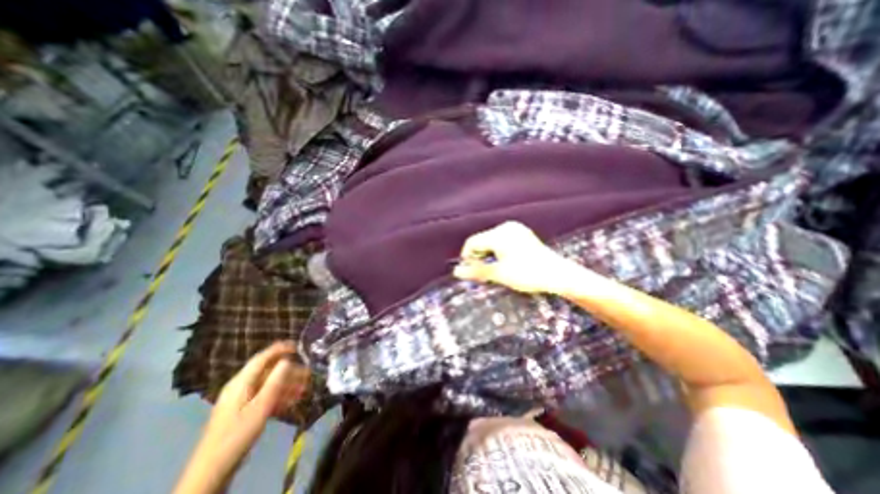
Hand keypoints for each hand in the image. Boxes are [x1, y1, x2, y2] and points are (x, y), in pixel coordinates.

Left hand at [173, 343, 306, 492]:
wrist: (213, 470)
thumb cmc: (239, 433)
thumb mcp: (261, 406)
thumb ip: (275, 381)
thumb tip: (287, 361)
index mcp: (241, 382)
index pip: (262, 357)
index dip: (280, 349)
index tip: (298, 346)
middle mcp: (240, 386)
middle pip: (268, 371)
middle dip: (289, 371)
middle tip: (307, 373)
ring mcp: (241, 399)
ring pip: (268, 384)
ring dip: (287, 384)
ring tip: (304, 388)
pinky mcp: (243, 411)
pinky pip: (264, 396)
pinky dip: (278, 395)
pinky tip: (292, 401)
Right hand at [454, 221, 578, 294]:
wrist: (558, 275)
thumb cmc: (528, 274)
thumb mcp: (499, 274)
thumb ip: (476, 271)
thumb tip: (456, 272)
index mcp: (499, 234)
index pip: (472, 242)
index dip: (467, 257)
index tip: (470, 272)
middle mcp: (506, 227)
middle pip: (481, 241)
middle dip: (478, 257)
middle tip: (483, 274)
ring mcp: (515, 229)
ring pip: (491, 241)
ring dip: (488, 255)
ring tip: (494, 270)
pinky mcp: (522, 234)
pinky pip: (501, 241)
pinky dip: (497, 252)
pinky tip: (503, 263)